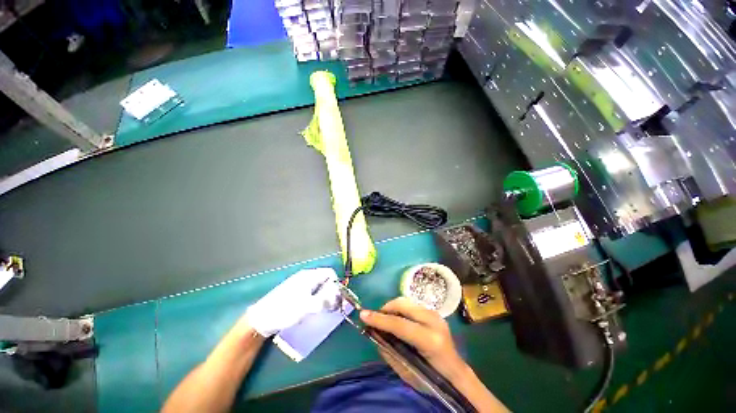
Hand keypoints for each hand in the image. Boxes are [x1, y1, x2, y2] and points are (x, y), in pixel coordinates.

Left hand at [246, 268, 339, 336]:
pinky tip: (311, 309)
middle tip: (331, 305)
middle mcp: (305, 277)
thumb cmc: (285, 310)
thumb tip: (338, 298)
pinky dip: (315, 298)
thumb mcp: (307, 307)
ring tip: (322, 309)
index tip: (337, 297)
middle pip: (325, 279)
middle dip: (330, 291)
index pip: (330, 273)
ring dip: (323, 296)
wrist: (261, 319)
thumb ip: (325, 301)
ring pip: (318, 286)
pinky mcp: (294, 292)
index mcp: (309, 276)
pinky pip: (311, 291)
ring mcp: (299, 284)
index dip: (336, 284)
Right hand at [359, 297, 467, 384]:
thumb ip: (390, 352)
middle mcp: (434, 322)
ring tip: (385, 319)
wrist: (457, 374)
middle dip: (386, 308)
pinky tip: (397, 319)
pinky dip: (401, 309)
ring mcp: (436, 314)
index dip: (379, 319)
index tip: (363, 315)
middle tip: (375, 318)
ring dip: (393, 308)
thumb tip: (375, 333)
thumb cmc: (433, 379)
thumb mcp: (408, 373)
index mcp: (431, 341)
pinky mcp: (434, 312)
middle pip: (404, 305)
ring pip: (407, 301)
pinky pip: (412, 305)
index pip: (400, 325)